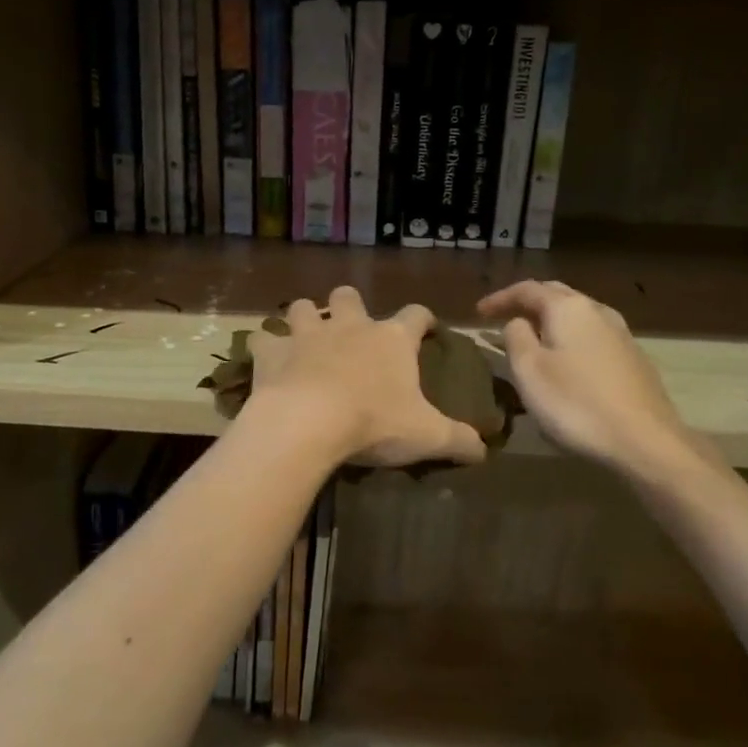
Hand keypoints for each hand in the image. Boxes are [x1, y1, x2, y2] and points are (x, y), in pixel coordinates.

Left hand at [247, 287, 487, 469]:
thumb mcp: (427, 436)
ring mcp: (306, 334)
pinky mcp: (272, 351)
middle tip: (350, 327)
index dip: (423, 319)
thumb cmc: (374, 423)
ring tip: (305, 337)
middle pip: (349, 296)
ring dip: (304, 317)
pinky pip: (263, 339)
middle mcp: (349, 326)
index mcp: (391, 340)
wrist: (309, 422)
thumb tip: (484, 450)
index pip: (415, 314)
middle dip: (349, 305)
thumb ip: (459, 441)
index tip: (426, 327)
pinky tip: (266, 359)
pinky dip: (265, 347)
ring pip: (302, 307)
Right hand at [477, 280, 698, 476]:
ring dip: (551, 320)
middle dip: (527, 303)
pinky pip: (592, 335)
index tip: (478, 313)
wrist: (645, 441)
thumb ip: (516, 337)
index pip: (527, 289)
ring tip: (532, 337)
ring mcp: (621, 334)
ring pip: (578, 314)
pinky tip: (566, 359)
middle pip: (556, 295)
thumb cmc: (576, 404)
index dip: (500, 298)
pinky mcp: (634, 358)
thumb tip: (518, 322)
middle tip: (503, 317)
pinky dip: (570, 337)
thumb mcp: (529, 370)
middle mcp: (597, 311)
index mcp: (568, 308)